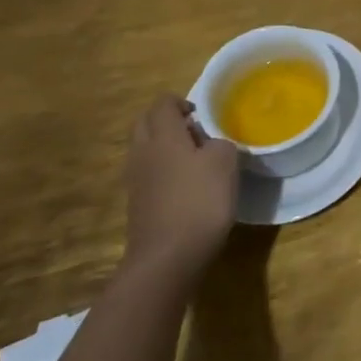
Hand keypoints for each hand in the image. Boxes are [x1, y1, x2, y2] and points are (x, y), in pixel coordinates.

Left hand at [123, 95, 239, 274]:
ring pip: (144, 149)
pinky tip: (185, 187)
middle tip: (195, 131)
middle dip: (167, 120)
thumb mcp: (225, 162)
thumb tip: (209, 144)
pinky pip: (147, 174)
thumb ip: (220, 143)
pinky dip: (162, 171)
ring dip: (164, 146)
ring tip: (194, 159)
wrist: (167, 258)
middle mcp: (142, 153)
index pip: (162, 103)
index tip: (202, 114)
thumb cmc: (199, 201)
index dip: (181, 101)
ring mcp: (136, 181)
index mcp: (163, 136)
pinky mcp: (137, 205)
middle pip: (145, 123)